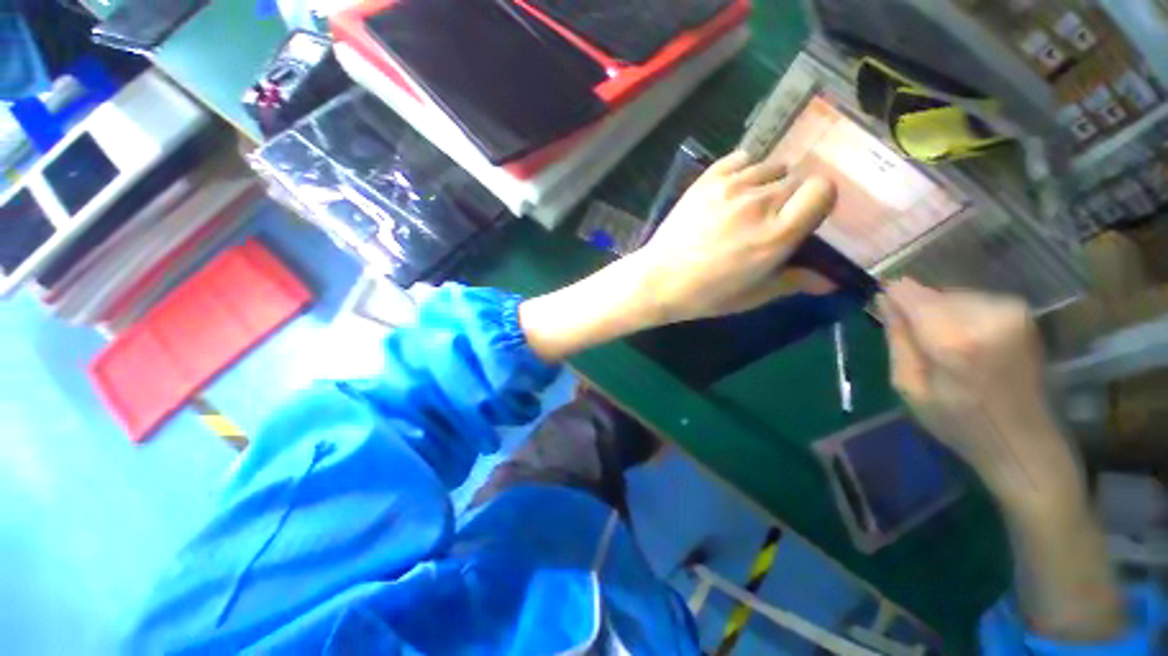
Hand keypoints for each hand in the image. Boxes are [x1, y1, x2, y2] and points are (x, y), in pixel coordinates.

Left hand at [630, 151, 836, 323]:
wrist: (658, 280)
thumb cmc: (705, 295)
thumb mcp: (752, 296)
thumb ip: (794, 282)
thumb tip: (830, 281)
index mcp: (777, 234)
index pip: (823, 190)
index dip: (818, 201)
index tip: (804, 217)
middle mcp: (759, 203)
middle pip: (797, 180)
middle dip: (790, 199)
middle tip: (770, 220)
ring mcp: (731, 187)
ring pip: (771, 167)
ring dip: (768, 184)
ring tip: (748, 206)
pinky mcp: (707, 179)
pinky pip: (742, 158)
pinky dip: (744, 170)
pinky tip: (732, 191)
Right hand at [878, 280, 1082, 511]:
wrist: (1023, 441)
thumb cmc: (958, 422)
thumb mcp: (909, 387)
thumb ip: (897, 339)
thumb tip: (884, 300)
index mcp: (954, 341)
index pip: (909, 293)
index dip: (892, 298)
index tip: (885, 310)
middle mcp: (987, 316)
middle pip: (931, 294)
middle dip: (918, 311)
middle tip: (919, 344)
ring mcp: (1011, 311)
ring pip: (952, 295)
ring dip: (940, 314)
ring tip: (944, 348)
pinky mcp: (1022, 313)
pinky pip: (973, 300)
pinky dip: (961, 316)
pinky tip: (966, 344)